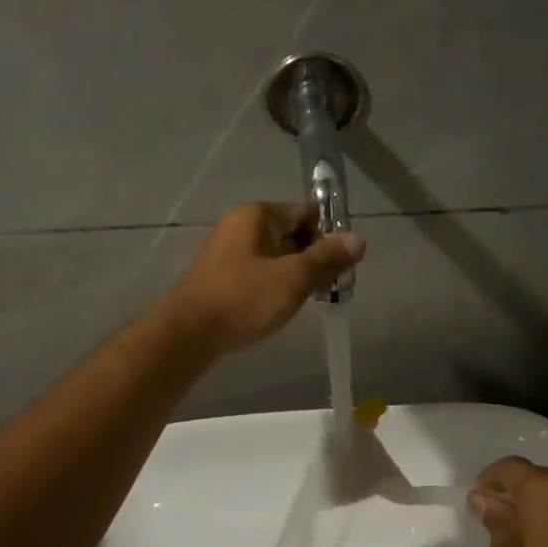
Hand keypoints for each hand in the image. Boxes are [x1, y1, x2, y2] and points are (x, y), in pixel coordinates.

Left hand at [165, 202, 365, 355]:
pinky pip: (257, 270)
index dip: (329, 234)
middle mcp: (239, 224)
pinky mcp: (219, 274)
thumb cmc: (244, 298)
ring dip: (295, 272)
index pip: (305, 213)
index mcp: (257, 215)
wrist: (188, 333)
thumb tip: (359, 239)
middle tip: (333, 285)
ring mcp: (226, 249)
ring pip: (274, 254)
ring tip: (311, 298)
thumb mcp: (294, 278)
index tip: (345, 262)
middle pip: (290, 232)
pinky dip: (274, 282)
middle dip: (314, 256)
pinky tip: (280, 305)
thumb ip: (327, 258)